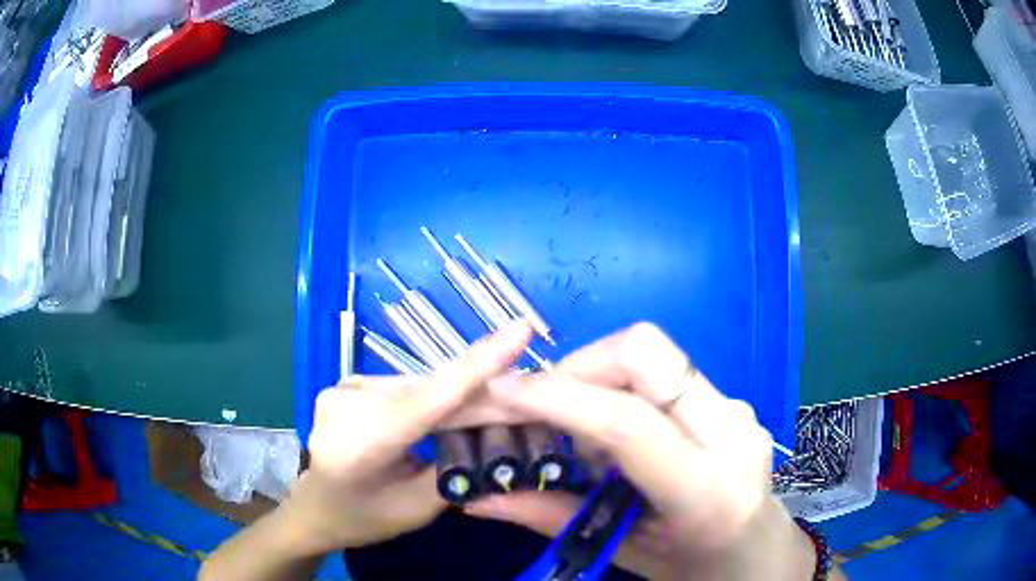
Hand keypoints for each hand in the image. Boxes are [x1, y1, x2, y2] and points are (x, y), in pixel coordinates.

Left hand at [279, 320, 533, 553]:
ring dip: (455, 393)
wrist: (313, 507)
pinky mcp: (348, 382)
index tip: (520, 329)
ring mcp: (343, 387)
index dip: (477, 367)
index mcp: (359, 445)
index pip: (427, 401)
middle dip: (479, 389)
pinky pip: (403, 386)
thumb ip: (455, 470)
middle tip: (525, 392)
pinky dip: (432, 395)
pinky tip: (449, 407)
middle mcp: (346, 404)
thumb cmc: (363, 518)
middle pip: (428, 390)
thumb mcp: (416, 509)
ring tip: (491, 404)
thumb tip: (498, 433)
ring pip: (418, 385)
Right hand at [466, 323, 818, 580]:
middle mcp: (731, 432)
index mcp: (708, 491)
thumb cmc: (702, 570)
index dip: (555, 398)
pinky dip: (624, 390)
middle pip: (644, 351)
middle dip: (579, 366)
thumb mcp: (630, 555)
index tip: (500, 392)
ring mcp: (737, 409)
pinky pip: (665, 372)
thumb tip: (479, 500)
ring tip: (588, 440)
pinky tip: (623, 439)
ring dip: (599, 378)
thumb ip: (556, 520)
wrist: (766, 556)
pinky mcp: (732, 401)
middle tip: (547, 409)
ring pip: (653, 353)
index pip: (626, 422)